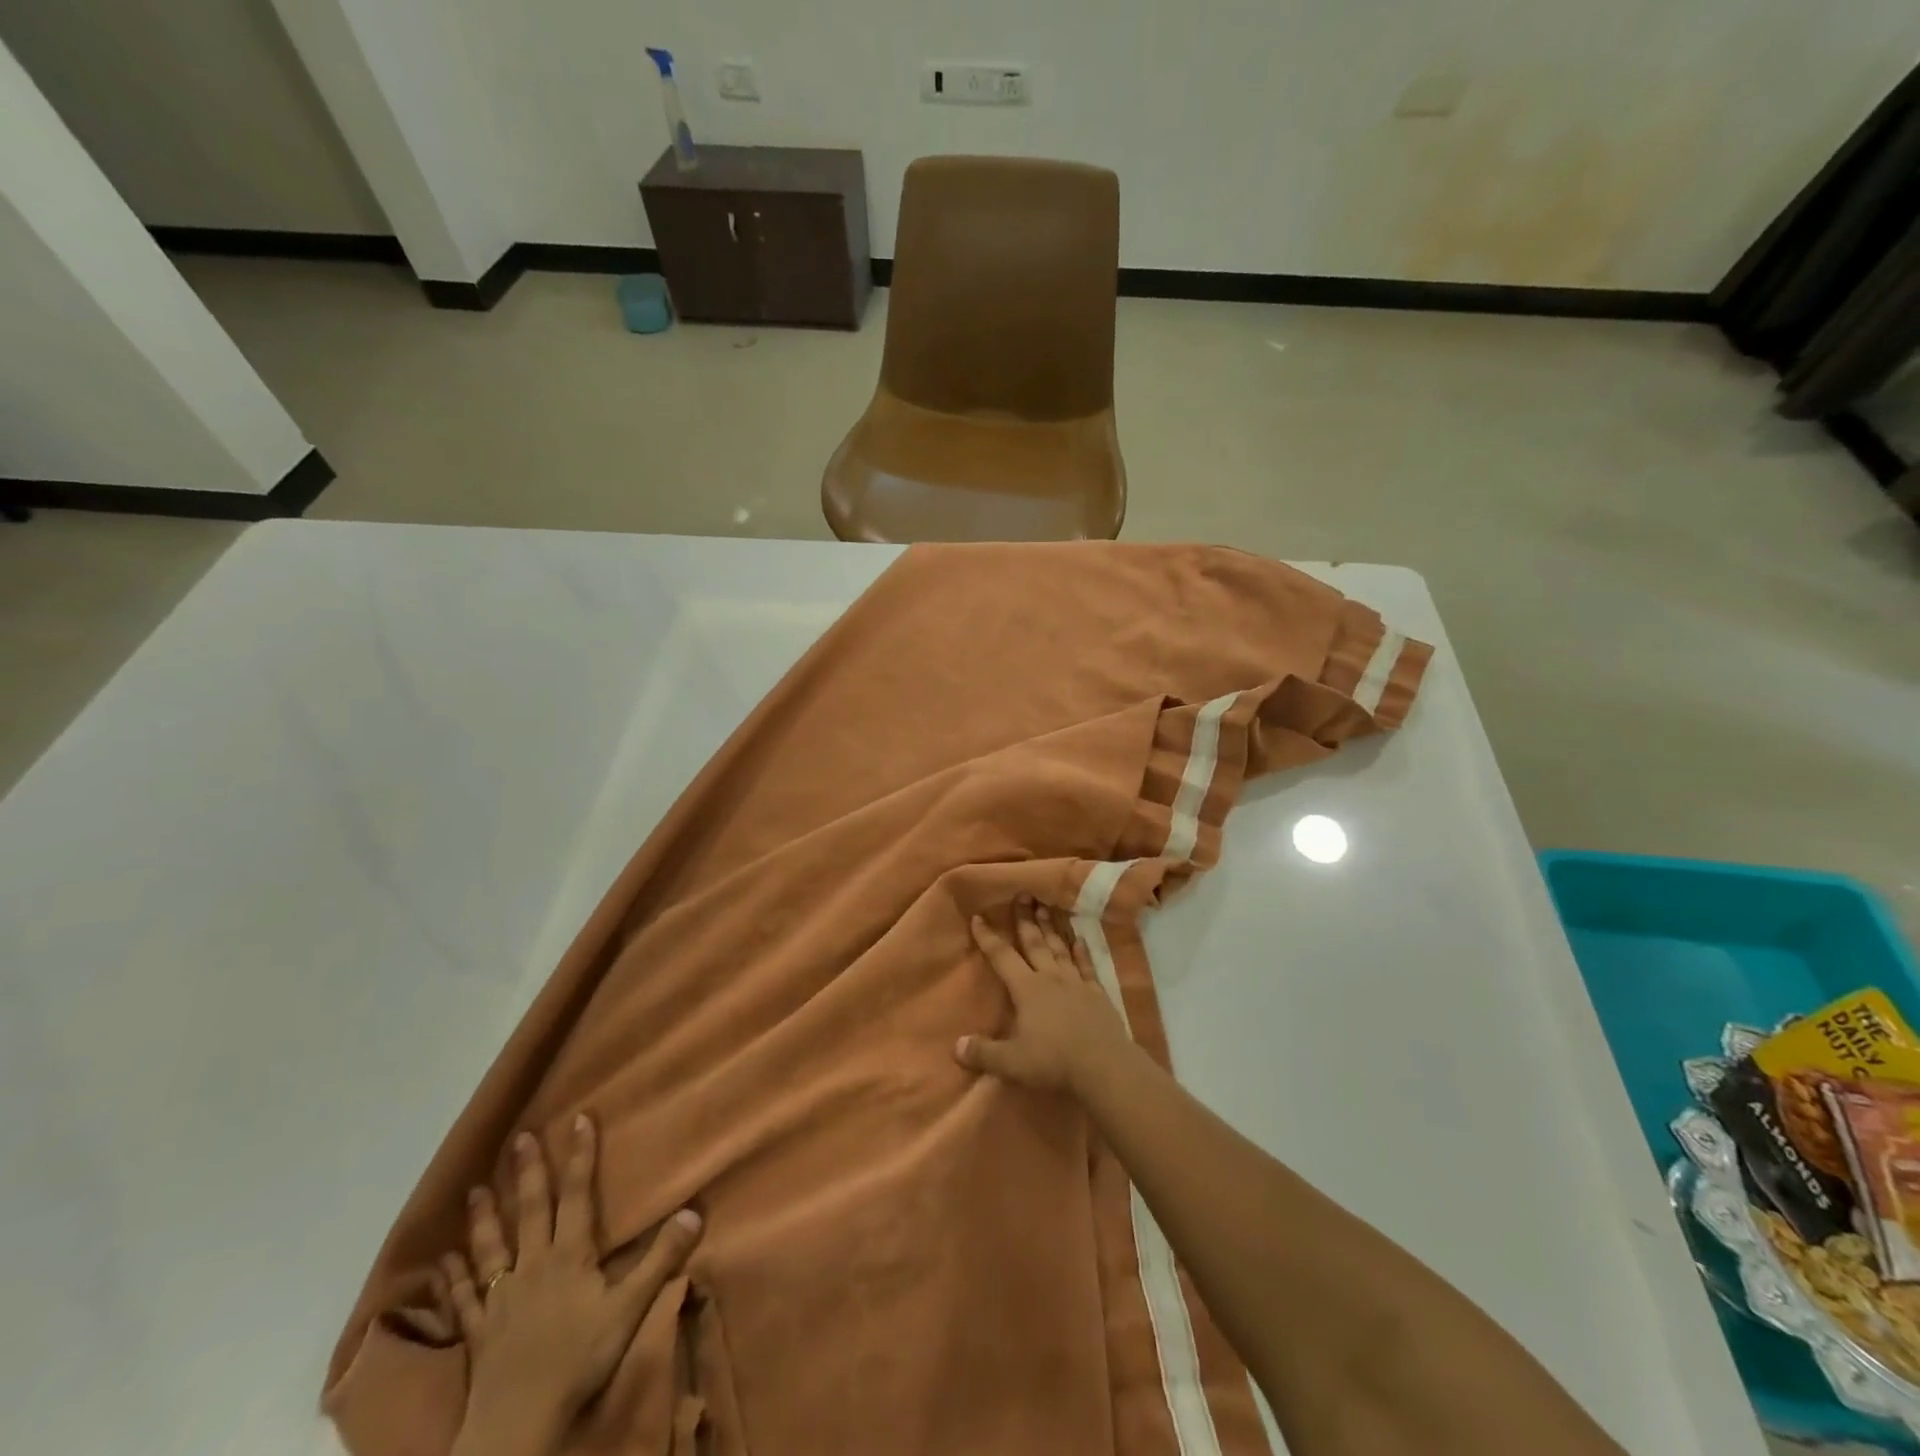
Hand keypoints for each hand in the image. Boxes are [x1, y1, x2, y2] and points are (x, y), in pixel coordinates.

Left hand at [437, 1117, 702, 1455]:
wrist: (517, 1425)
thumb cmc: (578, 1360)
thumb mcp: (630, 1308)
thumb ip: (661, 1259)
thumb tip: (694, 1211)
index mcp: (568, 1257)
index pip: (576, 1195)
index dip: (580, 1156)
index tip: (579, 1119)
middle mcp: (531, 1267)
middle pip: (531, 1211)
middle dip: (528, 1173)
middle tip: (520, 1139)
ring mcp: (500, 1299)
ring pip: (490, 1248)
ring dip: (484, 1218)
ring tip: (475, 1190)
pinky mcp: (479, 1333)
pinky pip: (463, 1299)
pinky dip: (453, 1278)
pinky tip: (443, 1262)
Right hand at [955, 898, 1134, 1096]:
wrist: (1104, 1066)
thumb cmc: (1054, 1061)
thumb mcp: (1011, 1063)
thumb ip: (983, 1053)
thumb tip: (956, 1046)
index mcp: (1027, 989)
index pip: (1002, 957)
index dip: (988, 938)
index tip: (978, 917)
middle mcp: (1050, 978)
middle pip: (1034, 943)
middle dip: (1025, 918)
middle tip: (1022, 894)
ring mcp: (1076, 983)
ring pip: (1059, 948)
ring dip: (1051, 927)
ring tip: (1045, 906)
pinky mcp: (1097, 994)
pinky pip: (1087, 966)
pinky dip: (1081, 951)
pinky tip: (1079, 939)